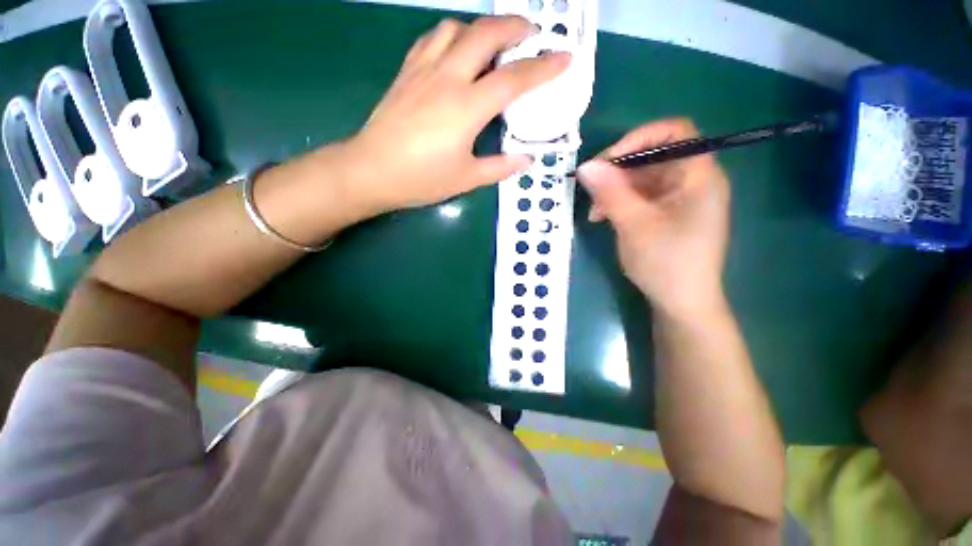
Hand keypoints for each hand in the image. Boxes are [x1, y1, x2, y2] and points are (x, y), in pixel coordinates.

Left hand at [336, 16, 570, 214]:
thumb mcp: (466, 179)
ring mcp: (423, 70)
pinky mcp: (406, 72)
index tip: (564, 58)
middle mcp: (447, 78)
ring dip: (480, 28)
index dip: (543, 68)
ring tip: (493, 43)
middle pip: (485, 34)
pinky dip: (452, 35)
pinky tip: (457, 51)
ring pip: (456, 28)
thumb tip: (526, 160)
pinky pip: (432, 39)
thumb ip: (500, 167)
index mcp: (466, 108)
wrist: (371, 170)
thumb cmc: (421, 179)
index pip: (513, 79)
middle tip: (531, 36)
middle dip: (514, 27)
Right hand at [577, 119, 730, 319]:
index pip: (675, 132)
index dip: (640, 137)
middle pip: (653, 157)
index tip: (608, 160)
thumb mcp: (634, 224)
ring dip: (614, 190)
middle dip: (618, 171)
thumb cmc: (666, 262)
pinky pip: (641, 197)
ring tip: (594, 212)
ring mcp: (679, 199)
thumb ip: (610, 192)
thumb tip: (585, 166)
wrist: (681, 303)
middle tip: (591, 188)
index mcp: (698, 176)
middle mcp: (692, 181)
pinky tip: (602, 218)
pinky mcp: (667, 214)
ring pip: (642, 179)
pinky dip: (620, 203)